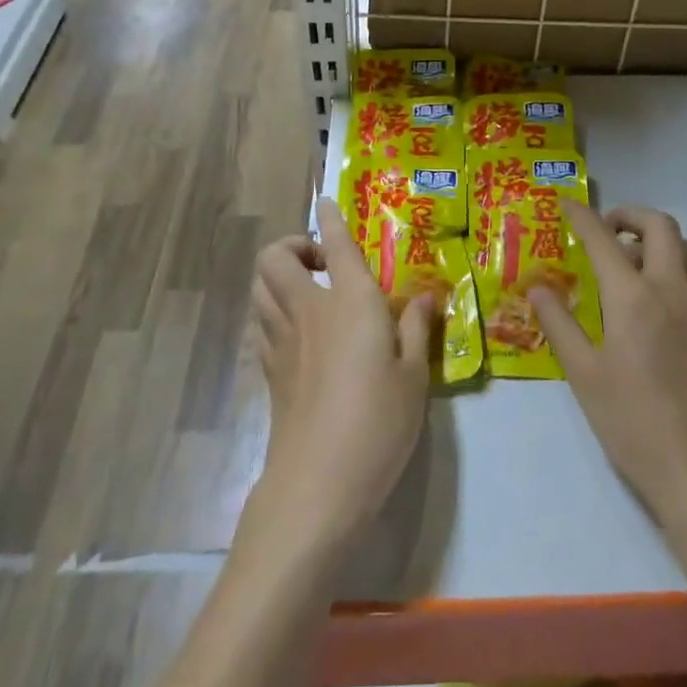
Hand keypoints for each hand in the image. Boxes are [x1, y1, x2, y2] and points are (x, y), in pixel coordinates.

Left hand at [247, 199, 434, 550]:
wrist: (317, 484)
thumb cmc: (377, 422)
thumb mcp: (414, 375)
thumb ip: (417, 328)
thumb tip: (426, 296)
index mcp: (350, 300)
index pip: (335, 244)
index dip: (328, 218)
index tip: (325, 203)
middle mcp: (309, 308)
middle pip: (274, 258)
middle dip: (291, 245)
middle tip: (320, 262)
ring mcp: (282, 339)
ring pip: (260, 286)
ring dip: (277, 275)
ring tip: (307, 290)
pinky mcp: (269, 370)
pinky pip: (261, 320)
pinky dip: (272, 309)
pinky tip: (298, 330)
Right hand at [532, 202, 686, 521]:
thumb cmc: (631, 419)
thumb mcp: (583, 373)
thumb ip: (559, 323)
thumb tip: (537, 287)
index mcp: (632, 295)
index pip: (603, 238)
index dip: (582, 215)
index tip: (563, 203)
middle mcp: (667, 289)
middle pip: (660, 225)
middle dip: (629, 214)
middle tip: (601, 229)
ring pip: (681, 247)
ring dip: (651, 237)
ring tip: (619, 259)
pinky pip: (686, 274)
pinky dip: (664, 263)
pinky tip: (639, 298)